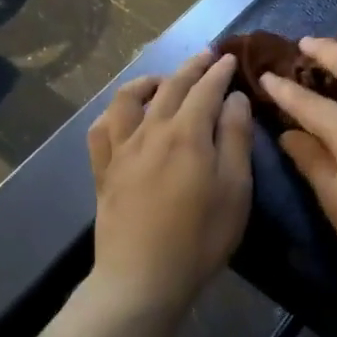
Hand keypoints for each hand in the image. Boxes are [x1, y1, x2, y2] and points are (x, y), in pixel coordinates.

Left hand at [88, 49, 253, 307]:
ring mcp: (122, 149)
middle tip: (206, 56)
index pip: (206, 89)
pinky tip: (122, 115)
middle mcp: (151, 130)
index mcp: (187, 133)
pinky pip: (101, 130)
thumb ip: (236, 138)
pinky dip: (113, 113)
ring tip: (163, 80)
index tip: (229, 58)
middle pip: (171, 87)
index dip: (219, 71)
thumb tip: (235, 98)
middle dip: (191, 67)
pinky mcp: (103, 171)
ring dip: (148, 81)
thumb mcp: (235, 189)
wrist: (143, 279)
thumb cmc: (200, 237)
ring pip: (128, 99)